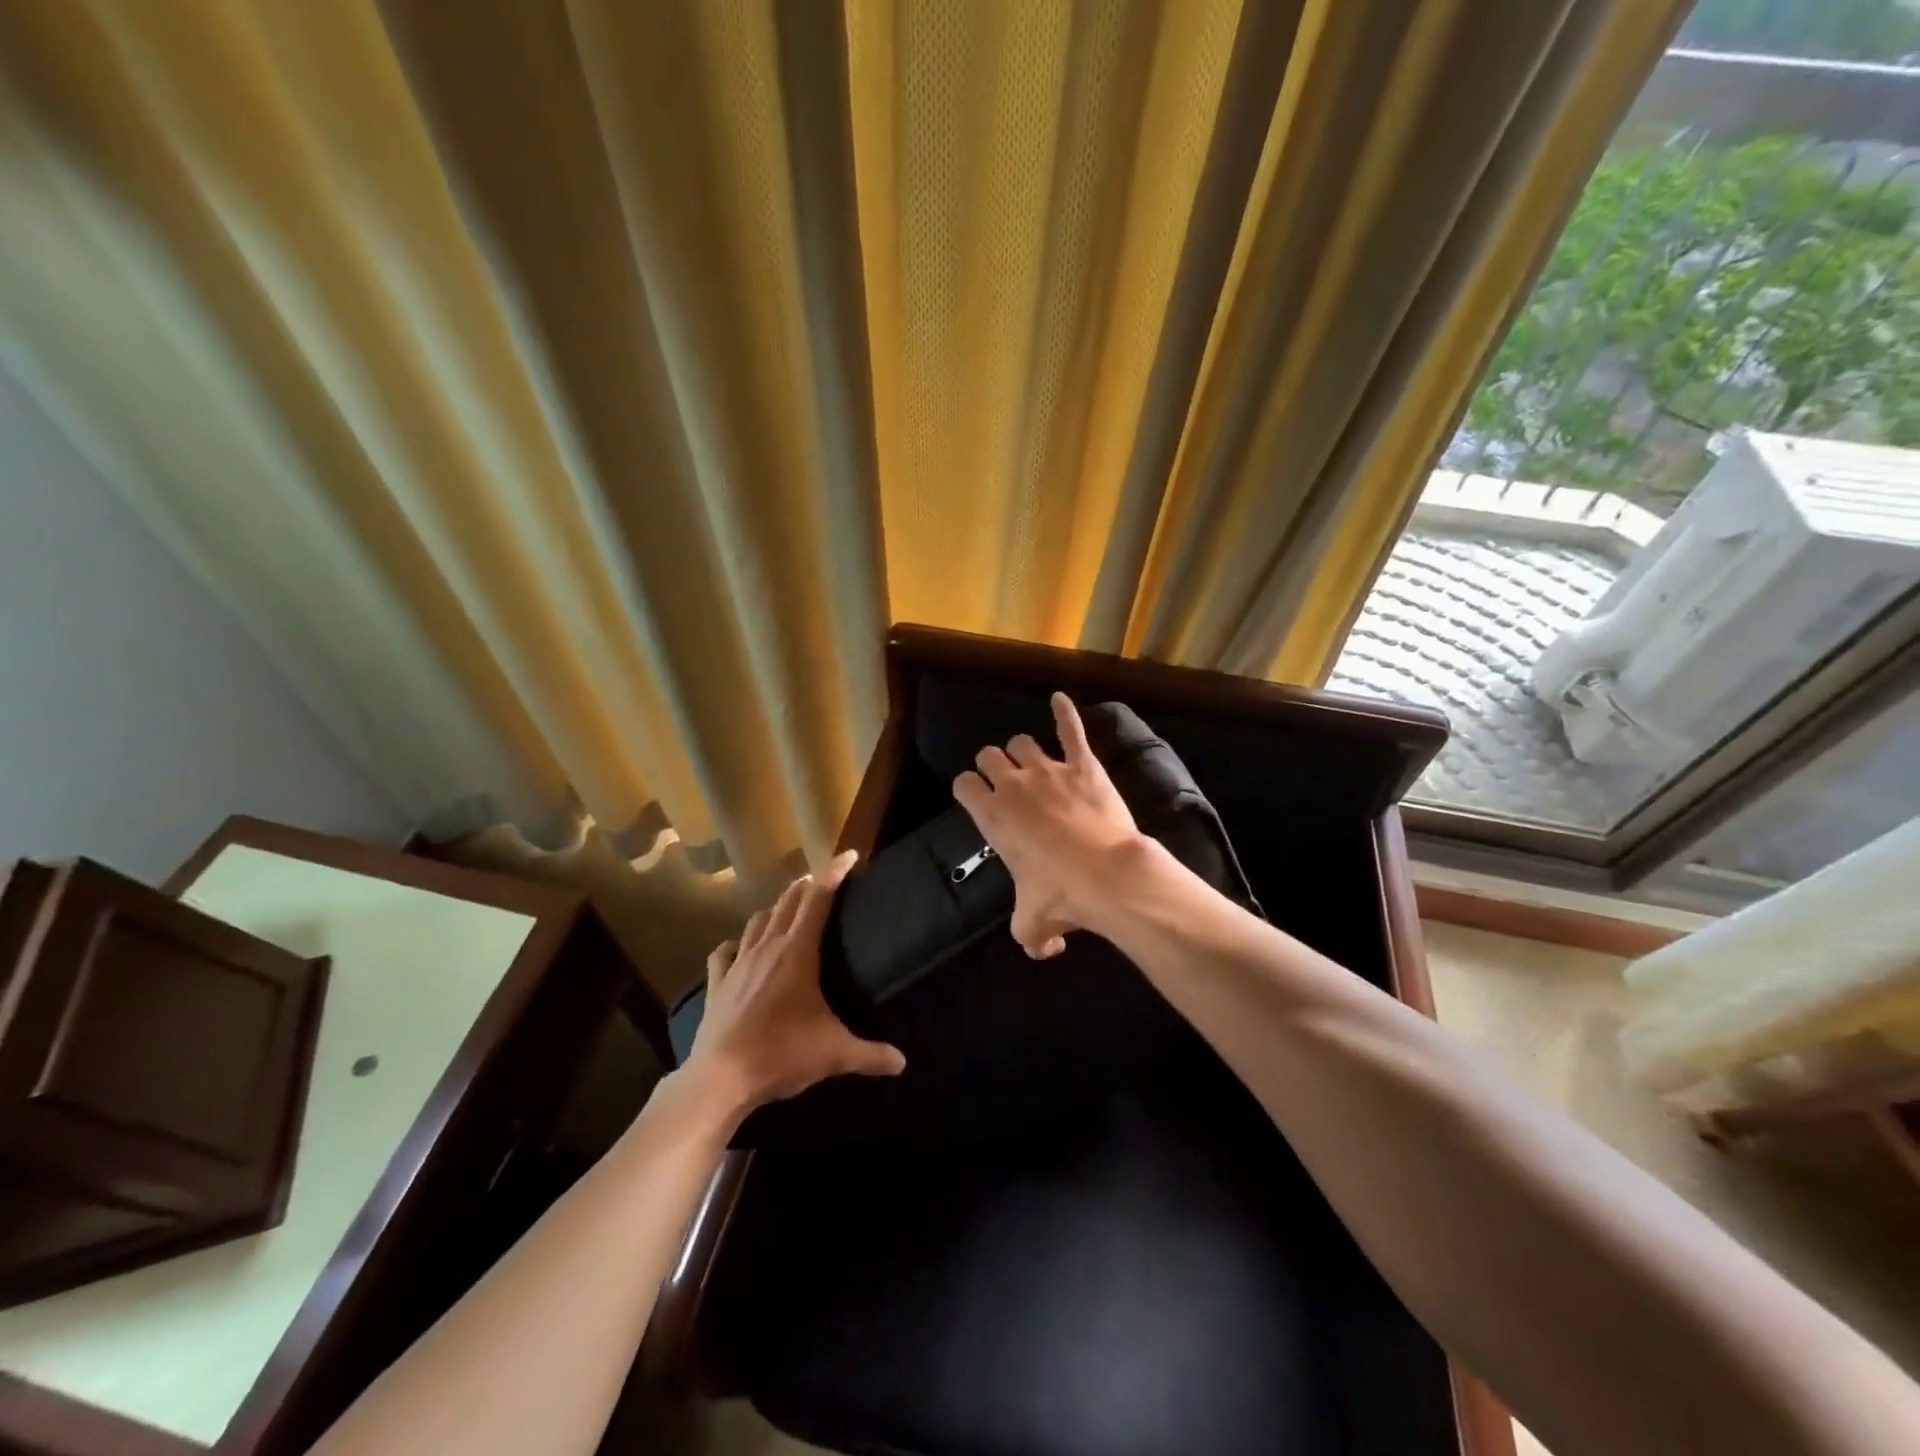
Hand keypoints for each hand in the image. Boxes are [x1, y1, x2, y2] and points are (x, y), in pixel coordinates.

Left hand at [684, 851, 905, 1117]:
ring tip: (788, 910)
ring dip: (775, 909)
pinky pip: (725, 952)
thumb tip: (902, 1063)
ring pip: (757, 920)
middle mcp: (767, 947)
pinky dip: (736, 943)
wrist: (720, 1078)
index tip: (849, 856)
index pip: (818, 898)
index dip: (834, 872)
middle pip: (788, 901)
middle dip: (807, 885)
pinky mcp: (717, 983)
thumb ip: (871, 1054)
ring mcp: (738, 963)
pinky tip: (740, 948)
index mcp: (797, 952)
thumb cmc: (782, 1054)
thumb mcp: (834, 1054)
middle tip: (824, 880)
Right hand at [952, 692, 1148, 958]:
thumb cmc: (1061, 895)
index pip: (963, 784)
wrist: (1107, 875)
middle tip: (1006, 782)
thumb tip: (1043, 951)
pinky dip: (1065, 712)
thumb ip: (1030, 937)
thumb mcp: (1033, 924)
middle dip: (993, 766)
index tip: (978, 798)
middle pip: (989, 756)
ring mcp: (1049, 770)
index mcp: (992, 815)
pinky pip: (1071, 729)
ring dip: (1023, 750)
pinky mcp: (1083, 765)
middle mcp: (1013, 785)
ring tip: (1032, 761)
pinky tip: (1060, 699)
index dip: (969, 788)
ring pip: (1023, 742)